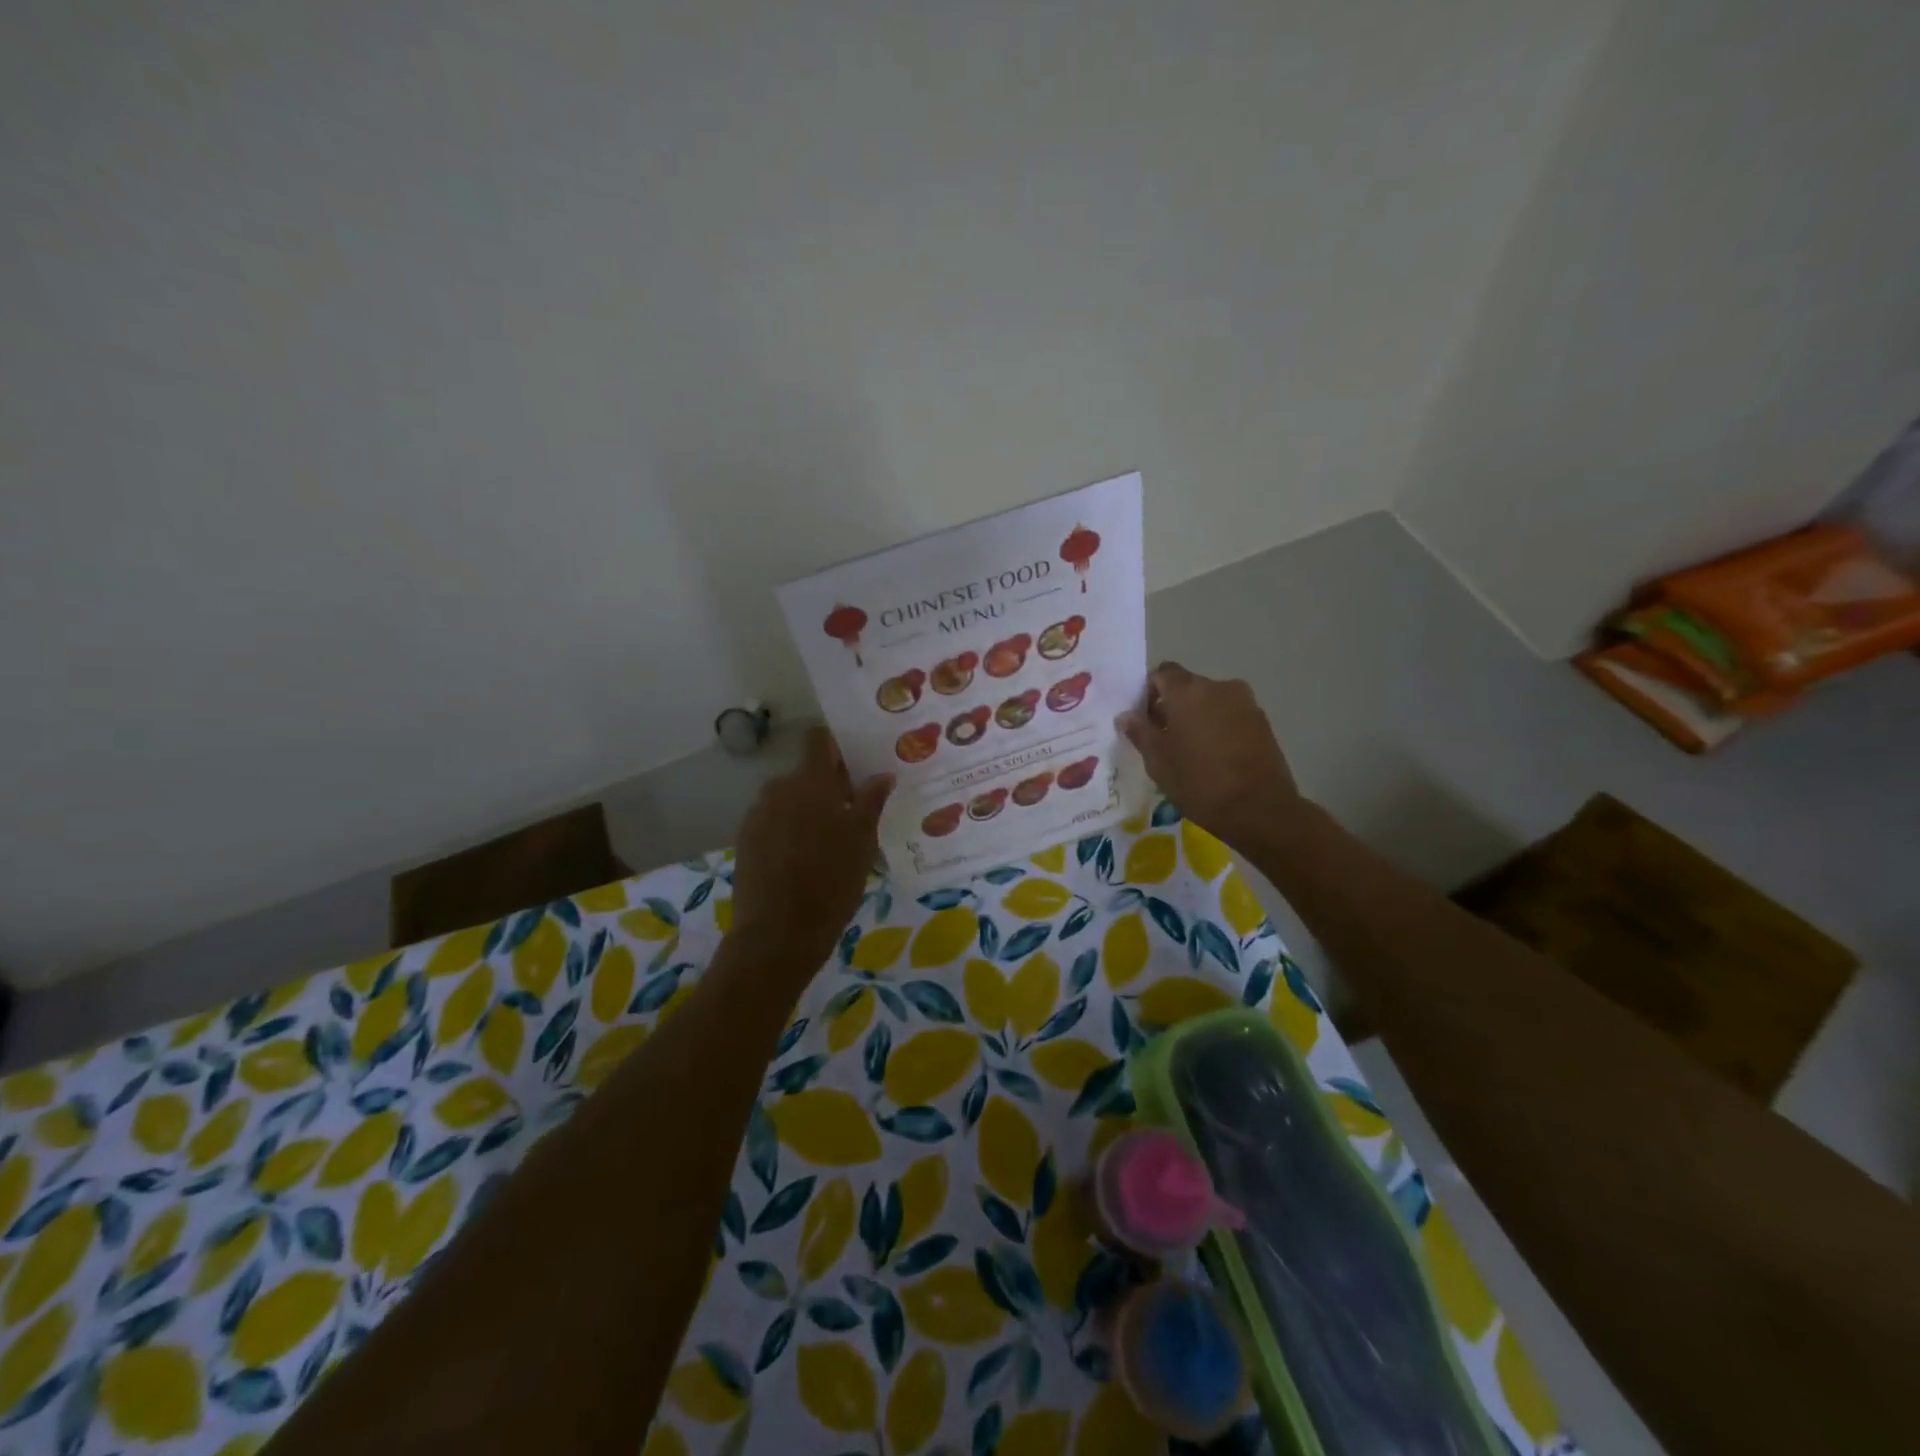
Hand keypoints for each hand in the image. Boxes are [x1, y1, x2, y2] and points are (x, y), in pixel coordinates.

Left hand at [731, 727, 892, 972]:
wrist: (778, 933)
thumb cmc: (831, 883)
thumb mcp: (862, 842)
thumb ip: (871, 802)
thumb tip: (883, 774)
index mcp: (810, 783)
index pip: (818, 740)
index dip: (836, 744)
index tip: (855, 759)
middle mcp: (779, 789)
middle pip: (805, 773)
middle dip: (828, 786)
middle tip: (852, 811)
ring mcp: (758, 814)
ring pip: (789, 799)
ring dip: (808, 809)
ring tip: (829, 839)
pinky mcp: (745, 840)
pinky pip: (773, 821)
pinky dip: (789, 829)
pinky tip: (804, 858)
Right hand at [1118, 662, 1305, 853]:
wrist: (1259, 808)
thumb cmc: (1198, 781)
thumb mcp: (1158, 761)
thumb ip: (1140, 732)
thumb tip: (1127, 715)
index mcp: (1187, 690)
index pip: (1162, 673)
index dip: (1149, 693)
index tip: (1145, 721)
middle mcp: (1218, 687)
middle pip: (1188, 687)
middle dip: (1173, 707)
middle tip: (1165, 740)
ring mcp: (1245, 703)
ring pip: (1211, 702)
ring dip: (1198, 718)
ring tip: (1192, 752)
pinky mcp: (1263, 722)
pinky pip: (1231, 716)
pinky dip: (1219, 728)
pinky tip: (1216, 758)